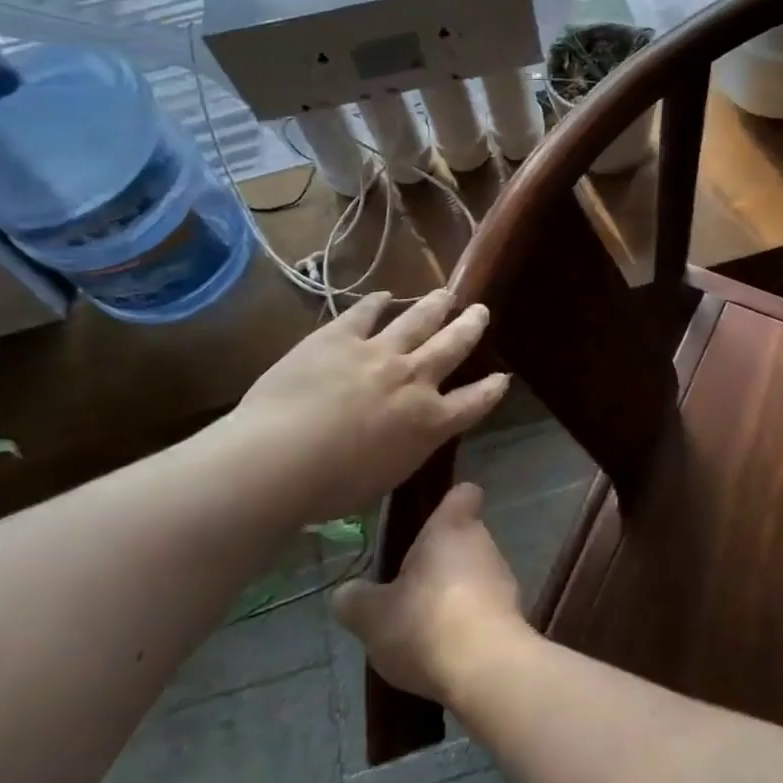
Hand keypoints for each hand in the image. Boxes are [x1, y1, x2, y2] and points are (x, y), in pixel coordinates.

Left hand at [219, 291, 509, 524]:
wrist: (280, 458)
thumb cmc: (331, 488)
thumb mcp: (386, 477)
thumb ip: (406, 448)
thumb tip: (409, 434)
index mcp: (429, 422)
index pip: (474, 402)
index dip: (491, 389)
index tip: (502, 377)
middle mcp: (414, 380)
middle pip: (452, 347)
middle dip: (470, 328)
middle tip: (481, 311)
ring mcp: (378, 353)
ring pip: (418, 320)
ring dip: (435, 306)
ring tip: (446, 294)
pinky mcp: (340, 337)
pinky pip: (365, 313)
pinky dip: (377, 303)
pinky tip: (384, 296)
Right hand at [332, 482, 530, 702]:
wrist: (487, 670)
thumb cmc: (427, 624)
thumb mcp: (373, 616)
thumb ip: (356, 600)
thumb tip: (346, 593)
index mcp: (452, 528)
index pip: (463, 494)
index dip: (449, 503)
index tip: (430, 520)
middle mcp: (484, 544)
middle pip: (463, 539)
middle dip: (440, 560)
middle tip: (408, 590)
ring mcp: (505, 581)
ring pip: (476, 576)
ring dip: (454, 594)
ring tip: (424, 628)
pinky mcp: (514, 617)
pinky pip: (486, 610)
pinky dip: (469, 623)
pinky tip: (446, 652)